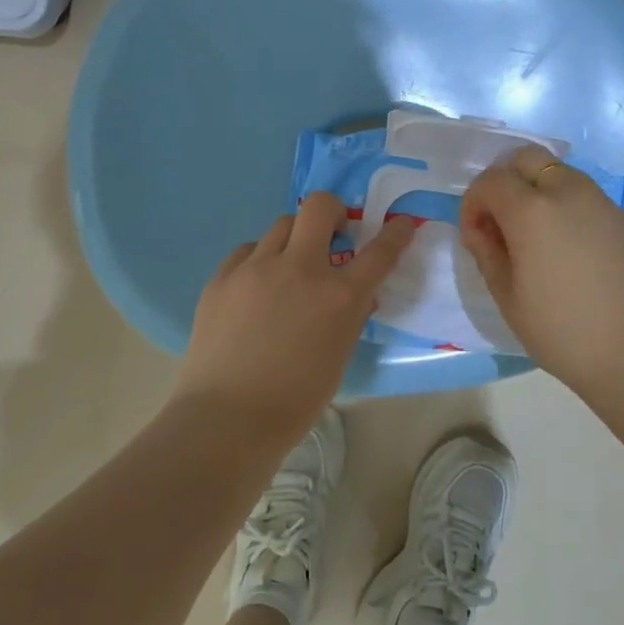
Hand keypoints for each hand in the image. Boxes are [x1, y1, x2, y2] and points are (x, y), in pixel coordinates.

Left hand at [177, 192, 415, 437]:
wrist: (227, 418)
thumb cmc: (295, 399)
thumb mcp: (339, 356)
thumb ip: (351, 316)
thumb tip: (357, 293)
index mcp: (338, 296)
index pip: (380, 251)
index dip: (396, 233)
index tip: (400, 224)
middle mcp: (300, 269)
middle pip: (320, 206)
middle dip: (333, 211)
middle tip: (333, 233)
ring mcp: (256, 268)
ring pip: (282, 224)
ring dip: (296, 239)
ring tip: (290, 266)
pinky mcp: (223, 277)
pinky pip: (248, 250)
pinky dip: (260, 259)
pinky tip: (256, 285)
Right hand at [460, 144, 623, 400]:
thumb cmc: (562, 332)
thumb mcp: (507, 298)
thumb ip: (487, 252)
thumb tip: (481, 228)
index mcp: (532, 210)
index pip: (491, 181)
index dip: (474, 203)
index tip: (476, 234)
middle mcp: (570, 194)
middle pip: (529, 159)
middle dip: (507, 180)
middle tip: (504, 221)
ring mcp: (607, 206)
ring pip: (564, 177)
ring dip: (542, 194)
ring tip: (542, 241)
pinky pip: (593, 205)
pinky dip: (575, 216)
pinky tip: (580, 260)